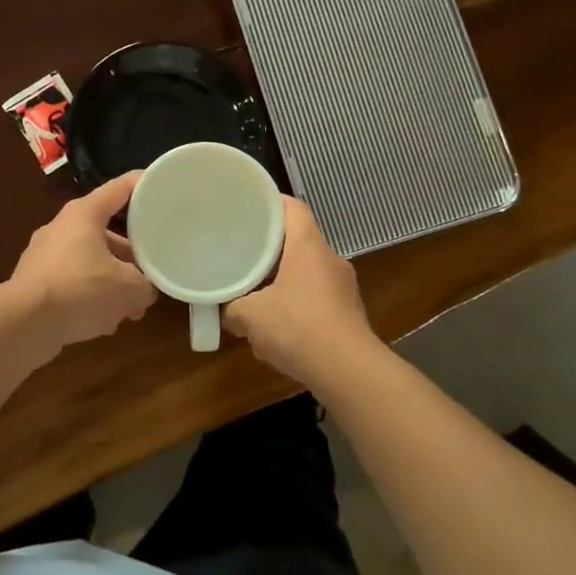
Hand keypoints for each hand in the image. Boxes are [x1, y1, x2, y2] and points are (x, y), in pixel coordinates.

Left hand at [9, 171, 157, 354]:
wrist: (23, 325)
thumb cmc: (80, 290)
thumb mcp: (128, 288)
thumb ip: (145, 285)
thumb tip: (145, 290)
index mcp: (84, 214)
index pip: (120, 188)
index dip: (143, 185)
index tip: (161, 185)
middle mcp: (61, 228)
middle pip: (106, 232)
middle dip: (130, 254)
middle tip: (150, 271)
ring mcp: (43, 255)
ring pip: (89, 261)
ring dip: (110, 280)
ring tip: (130, 307)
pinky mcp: (33, 283)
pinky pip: (71, 283)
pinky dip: (88, 297)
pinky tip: (103, 323)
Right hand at [224, 197, 375, 387]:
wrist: (349, 372)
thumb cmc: (298, 328)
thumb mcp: (251, 316)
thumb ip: (233, 308)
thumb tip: (226, 311)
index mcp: (309, 246)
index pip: (293, 207)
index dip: (270, 202)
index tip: (248, 207)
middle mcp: (330, 259)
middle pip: (299, 240)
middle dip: (271, 248)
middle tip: (244, 252)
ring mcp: (344, 287)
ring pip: (307, 272)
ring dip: (284, 281)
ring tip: (257, 293)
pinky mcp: (349, 313)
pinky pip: (317, 299)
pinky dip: (297, 306)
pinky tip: (278, 329)